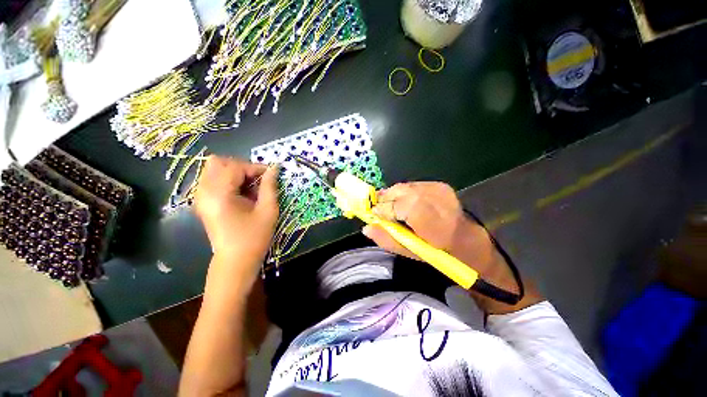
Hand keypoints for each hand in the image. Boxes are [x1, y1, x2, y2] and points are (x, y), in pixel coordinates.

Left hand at [194, 156, 278, 274]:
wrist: (236, 261)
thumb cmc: (254, 237)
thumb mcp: (268, 210)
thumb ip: (270, 186)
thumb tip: (275, 168)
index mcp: (220, 195)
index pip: (235, 167)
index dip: (256, 167)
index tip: (271, 175)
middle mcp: (204, 192)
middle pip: (218, 162)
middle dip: (242, 167)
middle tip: (257, 180)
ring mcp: (200, 196)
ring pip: (214, 169)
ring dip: (235, 172)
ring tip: (250, 187)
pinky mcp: (202, 202)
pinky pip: (213, 179)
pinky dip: (229, 180)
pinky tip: (241, 193)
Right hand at [362, 182, 501, 276]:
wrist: (466, 237)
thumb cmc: (438, 251)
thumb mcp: (412, 251)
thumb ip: (388, 239)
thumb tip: (366, 228)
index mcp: (433, 223)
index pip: (402, 207)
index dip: (384, 209)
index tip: (373, 214)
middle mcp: (437, 201)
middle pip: (401, 192)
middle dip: (385, 199)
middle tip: (378, 209)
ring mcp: (439, 189)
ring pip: (405, 186)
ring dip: (393, 195)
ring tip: (389, 206)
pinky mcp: (439, 184)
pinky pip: (412, 185)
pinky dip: (402, 192)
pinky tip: (403, 202)